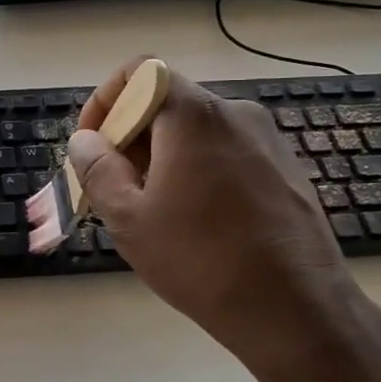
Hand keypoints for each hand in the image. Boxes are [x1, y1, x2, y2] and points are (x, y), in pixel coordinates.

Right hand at [67, 58, 370, 381]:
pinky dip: (198, 168)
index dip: (105, 100)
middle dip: (130, 135)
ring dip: (162, 155)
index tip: (94, 144)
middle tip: (114, 185)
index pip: (139, 71)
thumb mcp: (128, 218)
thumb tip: (85, 140)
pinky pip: (227, 151)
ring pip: (196, 130)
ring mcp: (268, 140)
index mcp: (193, 115)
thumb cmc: (200, 260)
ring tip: (152, 208)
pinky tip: (196, 219)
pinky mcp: (286, 169)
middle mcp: (235, 113)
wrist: (295, 310)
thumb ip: (97, 168)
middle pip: (167, 102)